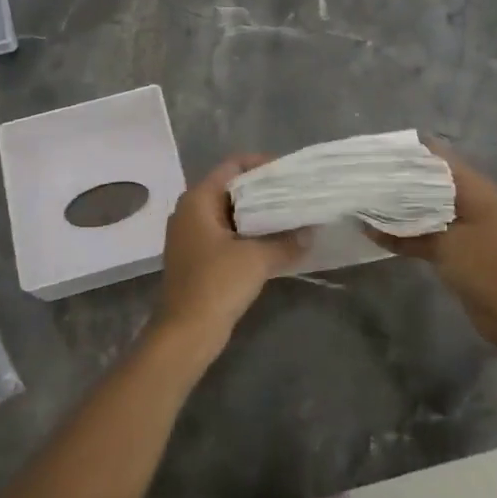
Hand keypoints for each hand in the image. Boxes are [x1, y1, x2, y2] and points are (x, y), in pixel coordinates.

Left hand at [156, 155, 308, 354]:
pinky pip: (226, 234)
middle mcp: (190, 211)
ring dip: (257, 214)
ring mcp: (191, 235)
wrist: (185, 333)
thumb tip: (311, 232)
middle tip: (296, 193)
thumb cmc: (216, 284)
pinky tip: (274, 242)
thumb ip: (286, 241)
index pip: (232, 166)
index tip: (289, 171)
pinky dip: (248, 234)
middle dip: (263, 190)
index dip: (261, 164)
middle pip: (231, 188)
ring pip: (229, 213)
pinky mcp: (196, 257)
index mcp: (198, 200)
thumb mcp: (257, 259)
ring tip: (291, 215)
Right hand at [366, 144, 496, 351]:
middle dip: (395, 181)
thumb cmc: (488, 267)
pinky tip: (374, 233)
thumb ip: (405, 230)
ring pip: (422, 208)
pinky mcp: (455, 249)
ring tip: (360, 202)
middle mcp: (466, 200)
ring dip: (396, 208)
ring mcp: (461, 226)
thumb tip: (366, 220)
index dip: (404, 152)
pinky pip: (424, 232)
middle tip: (359, 180)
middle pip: (425, 181)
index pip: (434, 155)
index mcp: (471, 187)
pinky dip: (404, 233)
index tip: (372, 155)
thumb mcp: (445, 242)